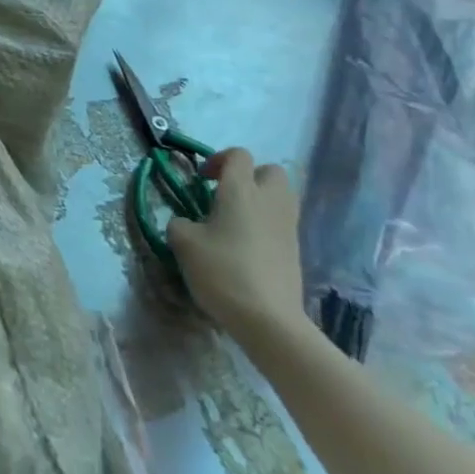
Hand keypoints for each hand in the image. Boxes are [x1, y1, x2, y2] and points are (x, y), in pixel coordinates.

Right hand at [165, 148, 303, 340]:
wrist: (267, 317)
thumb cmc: (221, 270)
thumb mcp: (183, 243)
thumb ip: (179, 223)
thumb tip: (187, 223)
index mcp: (240, 191)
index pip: (238, 155)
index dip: (217, 160)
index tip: (201, 180)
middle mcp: (269, 200)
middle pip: (269, 170)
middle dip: (248, 176)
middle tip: (224, 195)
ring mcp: (287, 225)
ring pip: (280, 195)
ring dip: (259, 198)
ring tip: (234, 219)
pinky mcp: (295, 248)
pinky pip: (281, 220)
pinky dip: (266, 222)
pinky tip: (245, 245)